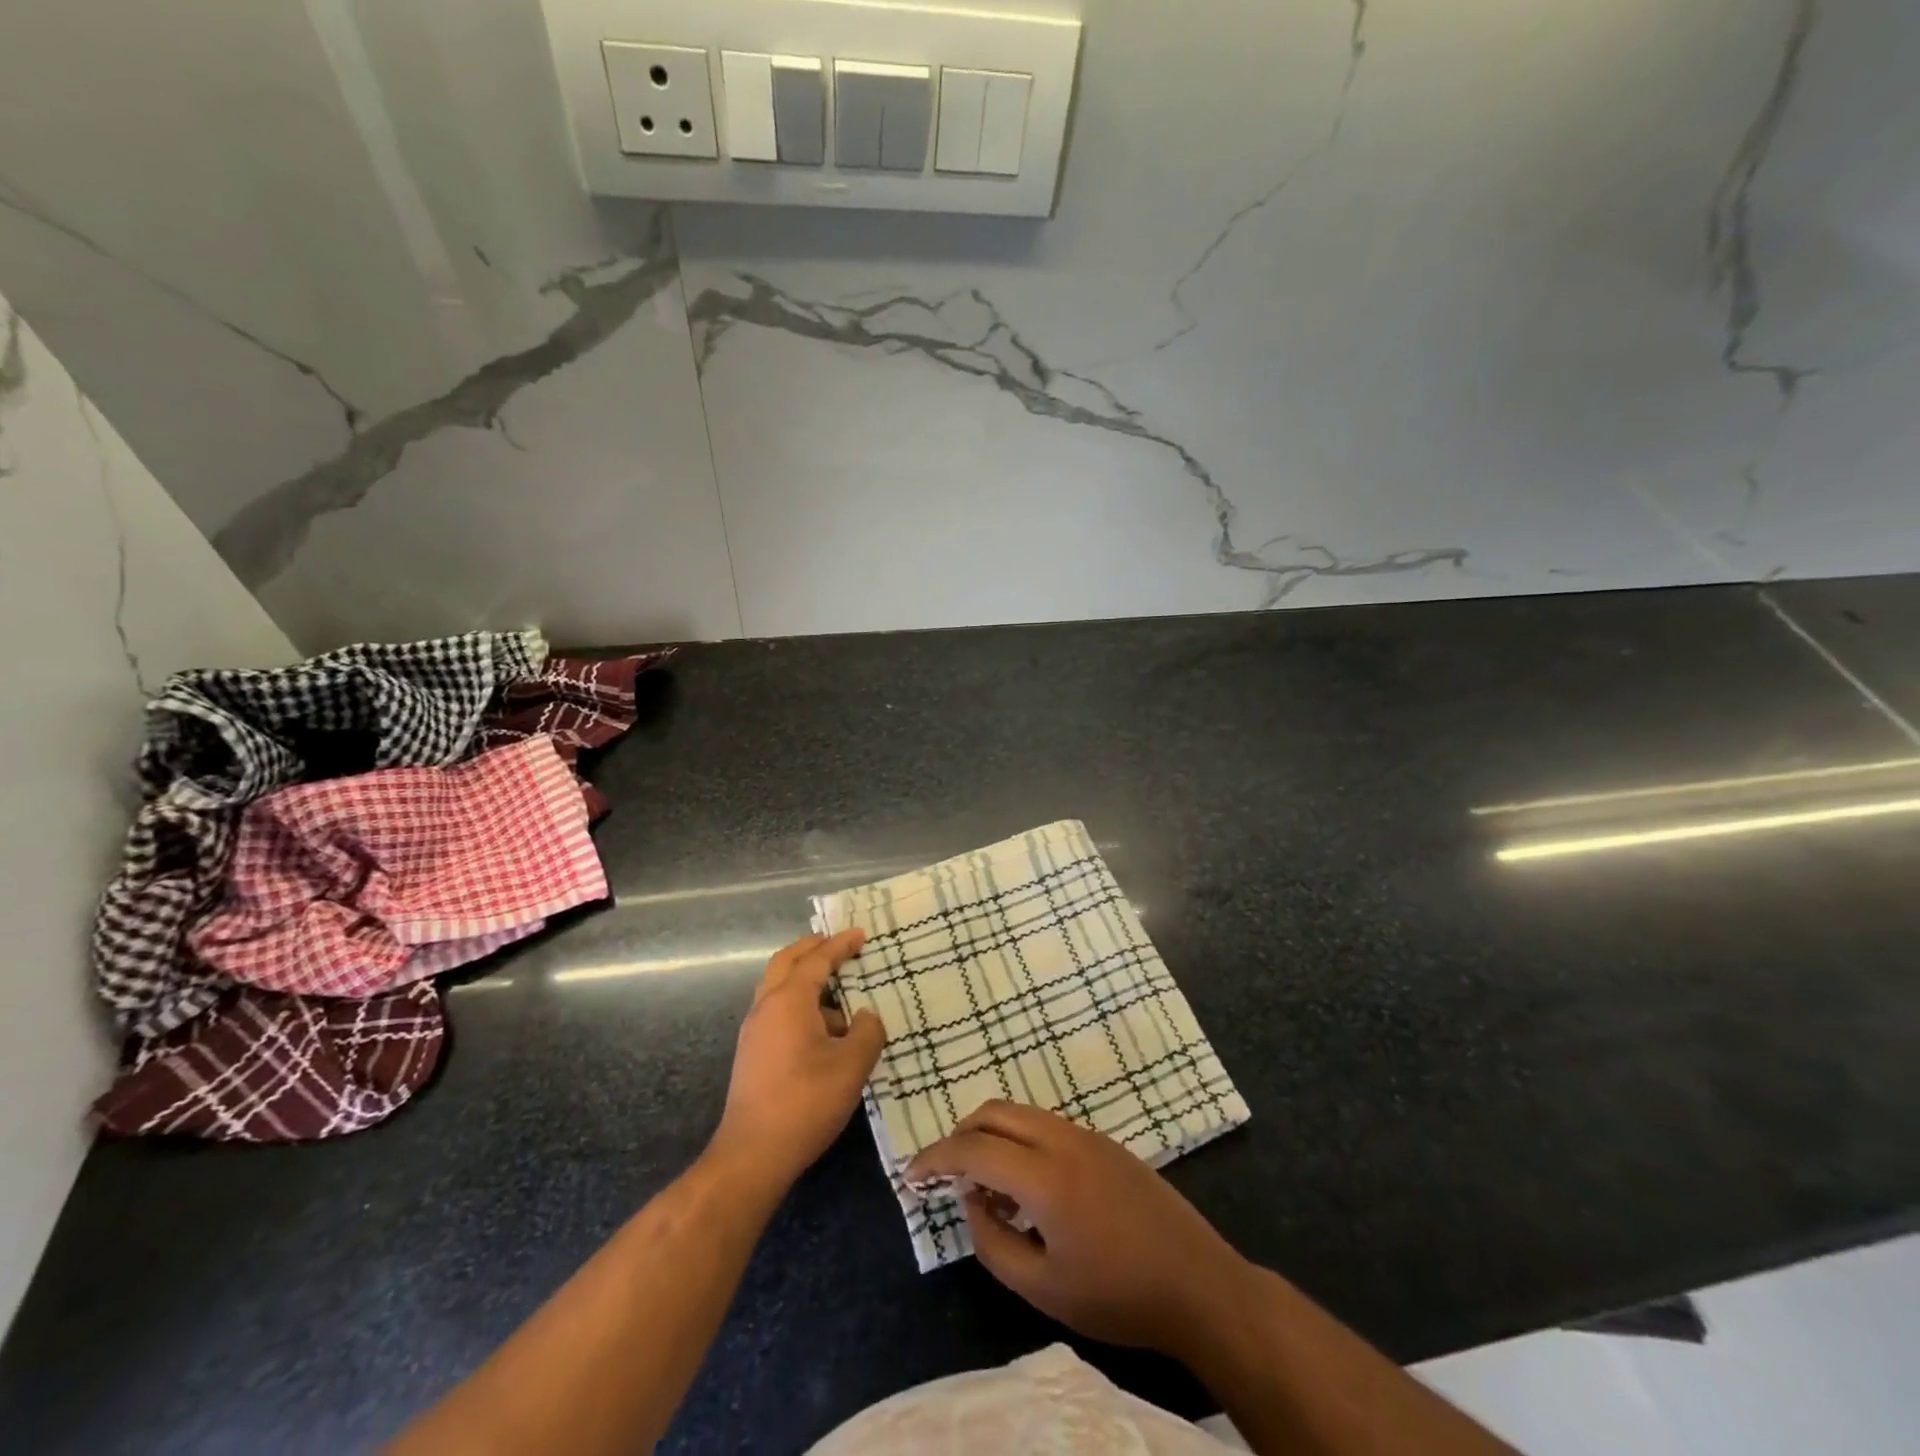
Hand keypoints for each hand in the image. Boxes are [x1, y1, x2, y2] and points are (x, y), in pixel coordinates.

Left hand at [711, 930, 884, 1189]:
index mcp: (789, 1000)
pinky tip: (823, 1030)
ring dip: (806, 979)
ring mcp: (754, 1031)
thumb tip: (864, 1017)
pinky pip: (778, 1011)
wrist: (751, 1155)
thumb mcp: (851, 1066)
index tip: (861, 935)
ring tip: (839, 994)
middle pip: (786, 962)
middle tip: (838, 945)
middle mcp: (766, 1006)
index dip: (840, 945)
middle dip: (812, 949)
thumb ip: (867, 1032)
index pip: (816, 960)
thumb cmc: (805, 1102)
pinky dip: (800, 1004)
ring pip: (779, 987)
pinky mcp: (752, 1054)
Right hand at [906, 1101, 1247, 1360]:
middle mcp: (1062, 1139)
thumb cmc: (1118, 1296)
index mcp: (1045, 1175)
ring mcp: (1087, 1135)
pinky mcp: (1104, 1142)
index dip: (935, 1158)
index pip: (973, 1147)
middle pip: (995, 1112)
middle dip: (961, 1135)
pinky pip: (1047, 1125)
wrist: (1198, 1283)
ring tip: (986, 1189)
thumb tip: (971, 1200)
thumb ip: (993, 1243)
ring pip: (1022, 1113)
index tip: (911, 1176)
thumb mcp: (1043, 1289)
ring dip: (992, 1136)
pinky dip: (1021, 1141)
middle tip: (945, 1174)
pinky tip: (1027, 1190)